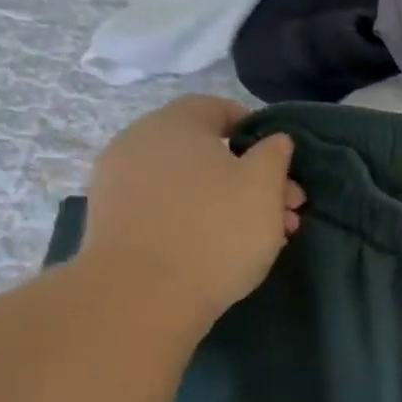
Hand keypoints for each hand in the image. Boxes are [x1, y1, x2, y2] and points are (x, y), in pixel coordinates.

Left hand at [80, 96, 304, 331]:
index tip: (281, 161)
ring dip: (229, 201)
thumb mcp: (264, 187)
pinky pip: (167, 208)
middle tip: (286, 210)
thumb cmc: (217, 229)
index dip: (255, 129)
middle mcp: (139, 143)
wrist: (143, 293)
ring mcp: (120, 183)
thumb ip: (274, 155)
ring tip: (263, 237)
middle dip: (252, 176)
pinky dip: (197, 219)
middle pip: (206, 151)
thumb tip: (274, 139)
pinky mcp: (114, 221)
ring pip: (189, 183)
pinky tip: (222, 248)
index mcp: (176, 124)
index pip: (217, 108)